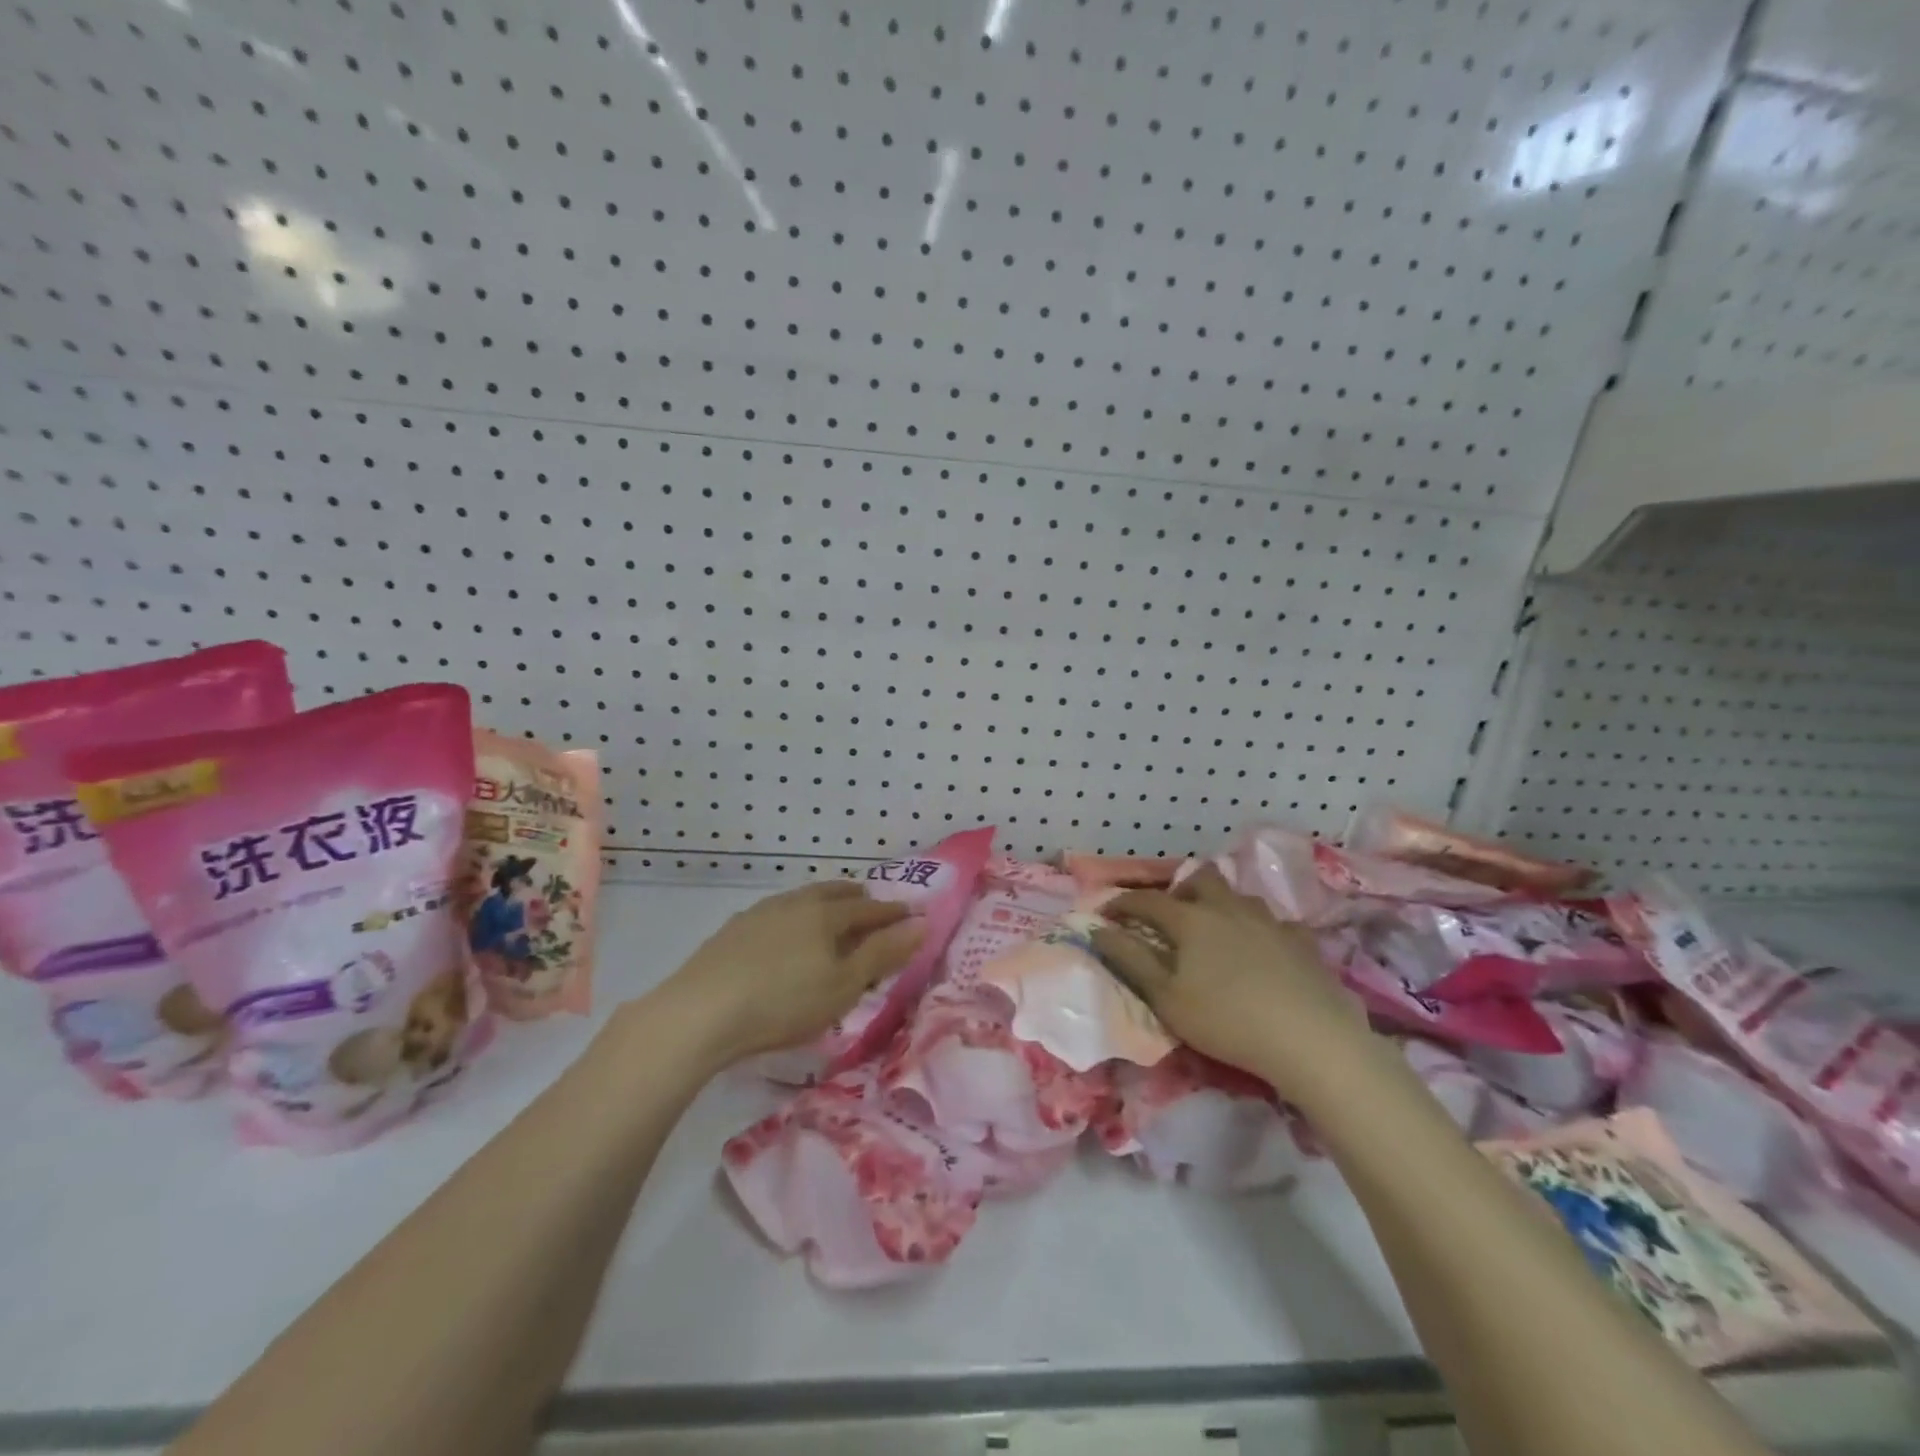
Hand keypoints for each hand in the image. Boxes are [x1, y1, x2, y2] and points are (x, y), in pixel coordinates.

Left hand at [652, 880, 924, 1067]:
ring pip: (802, 900)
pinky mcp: (732, 931)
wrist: (700, 1012)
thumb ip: (883, 954)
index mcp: (826, 914)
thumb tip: (921, 923)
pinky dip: (794, 919)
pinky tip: (784, 935)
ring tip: (830, 918)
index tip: (911, 914)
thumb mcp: (844, 985)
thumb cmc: (784, 1002)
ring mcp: (760, 914)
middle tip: (871, 907)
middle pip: (834, 893)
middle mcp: (795, 903)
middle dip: (858, 899)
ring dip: (823, 905)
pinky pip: (776, 914)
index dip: (893, 913)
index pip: (869, 908)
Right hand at [1090, 865, 1369, 1099]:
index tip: (1106, 913)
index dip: (1122, 903)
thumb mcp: (1166, 998)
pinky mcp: (1303, 942)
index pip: (1147, 900)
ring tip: (1215, 931)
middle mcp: (1229, 908)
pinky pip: (1276, 923)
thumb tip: (1098, 930)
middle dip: (1179, 890)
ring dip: (1220, 905)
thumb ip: (1130, 960)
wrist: (1310, 1040)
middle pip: (1200, 878)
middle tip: (1170, 917)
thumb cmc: (1226, 1020)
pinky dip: (1261, 930)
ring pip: (1239, 896)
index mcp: (1191, 920)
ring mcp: (1270, 921)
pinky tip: (1263, 950)